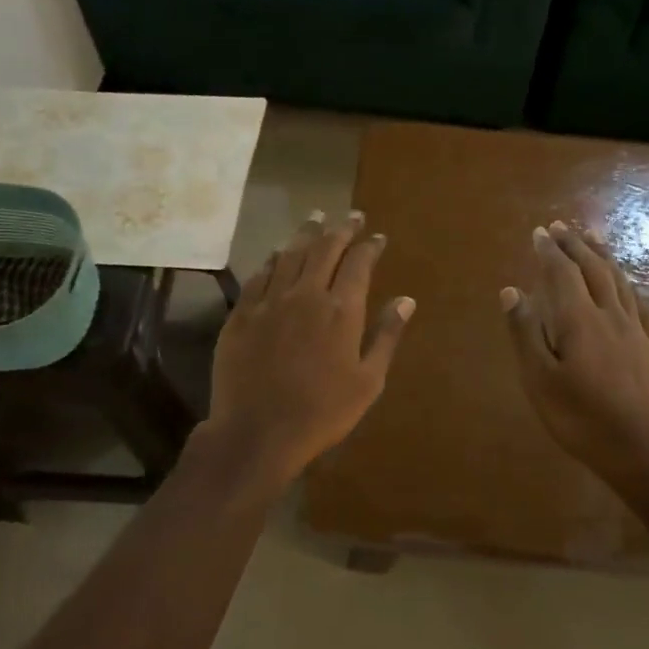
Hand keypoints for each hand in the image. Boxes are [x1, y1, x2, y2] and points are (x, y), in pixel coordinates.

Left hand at [203, 209, 413, 488]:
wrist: (258, 432)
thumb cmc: (323, 412)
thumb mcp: (368, 381)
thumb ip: (386, 336)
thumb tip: (406, 300)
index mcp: (341, 310)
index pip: (359, 264)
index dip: (370, 246)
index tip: (377, 236)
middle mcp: (306, 295)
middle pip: (324, 249)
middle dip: (341, 229)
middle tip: (351, 216)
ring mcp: (269, 301)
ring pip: (290, 254)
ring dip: (306, 233)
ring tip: (316, 217)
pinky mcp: (242, 314)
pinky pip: (259, 275)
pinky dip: (273, 258)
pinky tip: (278, 252)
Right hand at [501, 220, 648, 479]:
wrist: (641, 449)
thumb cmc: (580, 417)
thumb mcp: (539, 379)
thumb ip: (525, 333)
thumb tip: (512, 291)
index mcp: (579, 321)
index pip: (562, 274)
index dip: (550, 251)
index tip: (540, 232)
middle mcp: (610, 315)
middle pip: (593, 270)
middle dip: (576, 245)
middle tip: (562, 227)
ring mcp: (637, 331)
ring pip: (620, 282)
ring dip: (603, 257)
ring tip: (593, 240)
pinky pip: (640, 305)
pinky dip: (628, 286)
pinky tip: (626, 284)